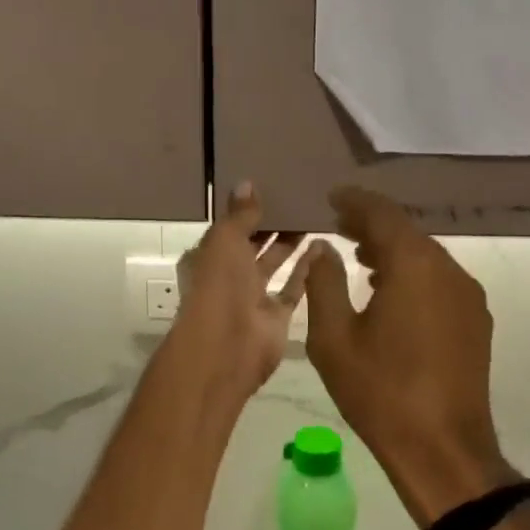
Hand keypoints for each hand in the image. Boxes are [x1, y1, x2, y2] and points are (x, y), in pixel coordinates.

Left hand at [175, 183, 316, 398]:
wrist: (228, 347)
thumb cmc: (218, 286)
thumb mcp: (225, 239)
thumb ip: (240, 214)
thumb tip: (247, 183)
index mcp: (206, 257)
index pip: (227, 228)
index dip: (245, 210)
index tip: (270, 186)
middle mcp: (227, 277)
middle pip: (251, 245)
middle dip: (271, 224)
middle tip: (299, 196)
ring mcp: (252, 297)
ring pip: (274, 264)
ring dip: (290, 243)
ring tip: (313, 215)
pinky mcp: (277, 315)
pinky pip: (293, 287)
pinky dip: (306, 269)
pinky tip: (323, 245)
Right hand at [304, 187, 505, 526]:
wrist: (442, 449)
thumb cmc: (380, 391)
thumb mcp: (334, 338)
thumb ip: (324, 283)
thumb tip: (323, 249)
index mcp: (413, 266)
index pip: (382, 214)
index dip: (355, 201)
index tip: (333, 196)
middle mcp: (448, 270)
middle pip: (408, 233)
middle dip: (373, 226)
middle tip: (340, 226)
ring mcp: (468, 297)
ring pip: (426, 258)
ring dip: (393, 252)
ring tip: (360, 260)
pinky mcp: (475, 322)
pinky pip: (440, 282)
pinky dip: (412, 276)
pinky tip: (390, 295)